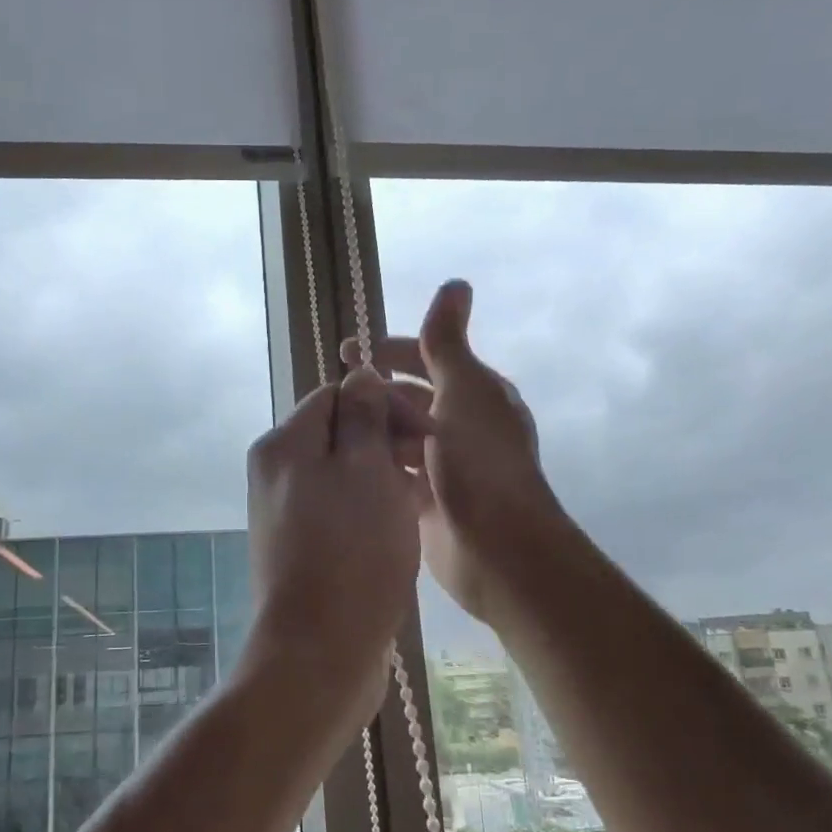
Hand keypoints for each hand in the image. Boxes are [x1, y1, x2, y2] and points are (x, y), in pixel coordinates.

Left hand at [246, 367, 429, 718]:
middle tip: (427, 467)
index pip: (337, 394)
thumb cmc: (351, 551)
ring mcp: (286, 513)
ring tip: (420, 499)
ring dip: (384, 476)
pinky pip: (341, 509)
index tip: (427, 432)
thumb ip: (363, 416)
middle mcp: (276, 472)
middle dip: (387, 440)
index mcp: (284, 444)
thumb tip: (359, 374)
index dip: (386, 403)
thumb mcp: (365, 469)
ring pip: (344, 473)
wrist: (319, 650)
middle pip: (339, 433)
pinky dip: (372, 509)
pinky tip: (402, 527)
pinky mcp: (301, 547)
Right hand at [342, 281, 564, 623]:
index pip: (427, 358)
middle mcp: (463, 426)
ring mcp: (445, 466)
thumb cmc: (481, 462)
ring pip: (400, 436)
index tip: (346, 352)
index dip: (389, 351)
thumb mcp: (463, 391)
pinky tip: (344, 463)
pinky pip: (395, 473)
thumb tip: (456, 282)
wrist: (498, 548)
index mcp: (476, 394)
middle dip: (375, 392)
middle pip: (410, 397)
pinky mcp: (429, 501)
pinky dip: (375, 465)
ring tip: (332, 429)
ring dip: (372, 429)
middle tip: (333, 395)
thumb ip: (447, 342)